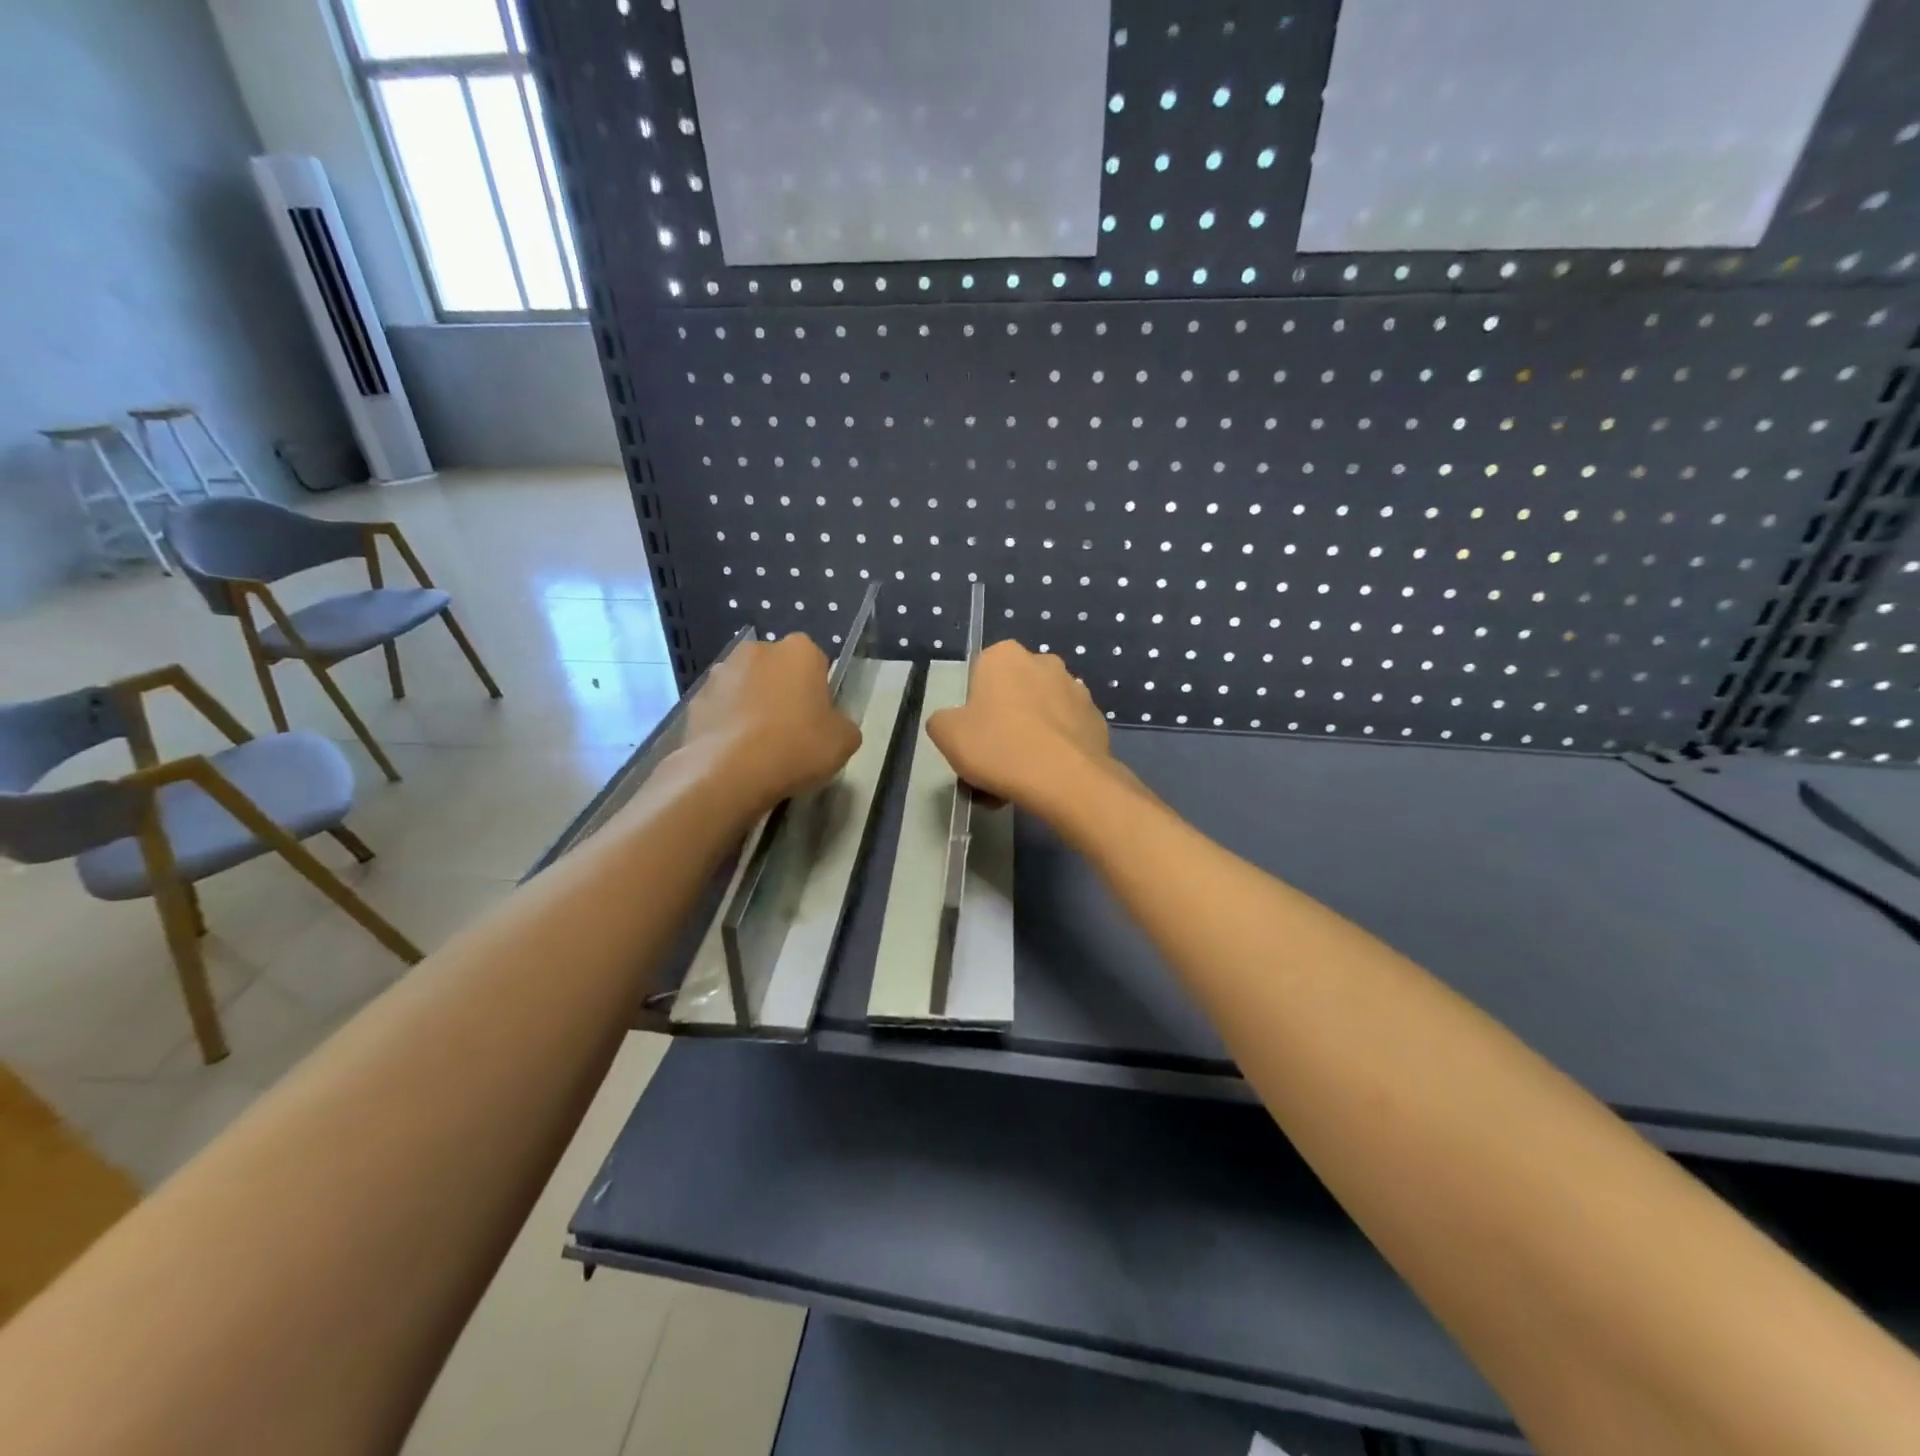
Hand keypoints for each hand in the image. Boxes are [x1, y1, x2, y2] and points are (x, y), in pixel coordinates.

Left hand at [685, 634, 861, 808]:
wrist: (729, 772)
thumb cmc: (797, 746)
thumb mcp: (845, 741)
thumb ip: (843, 724)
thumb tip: (833, 725)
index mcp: (800, 650)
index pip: (816, 662)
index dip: (819, 691)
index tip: (819, 719)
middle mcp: (757, 649)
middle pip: (778, 670)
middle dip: (783, 692)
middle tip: (792, 731)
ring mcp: (721, 673)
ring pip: (746, 687)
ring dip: (753, 706)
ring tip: (760, 746)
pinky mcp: (695, 699)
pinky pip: (721, 709)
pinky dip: (728, 724)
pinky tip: (735, 754)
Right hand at [925, 640, 1115, 811]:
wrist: (1065, 780)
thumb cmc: (998, 747)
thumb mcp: (946, 734)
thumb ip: (942, 721)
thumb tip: (953, 723)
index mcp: (1005, 656)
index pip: (980, 676)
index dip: (974, 709)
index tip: (973, 737)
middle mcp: (1044, 662)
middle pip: (1013, 695)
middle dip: (1004, 723)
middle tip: (993, 761)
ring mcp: (1076, 690)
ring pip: (1041, 716)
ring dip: (1029, 739)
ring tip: (1018, 780)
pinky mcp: (1097, 720)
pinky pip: (1065, 735)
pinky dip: (1055, 752)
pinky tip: (1046, 780)